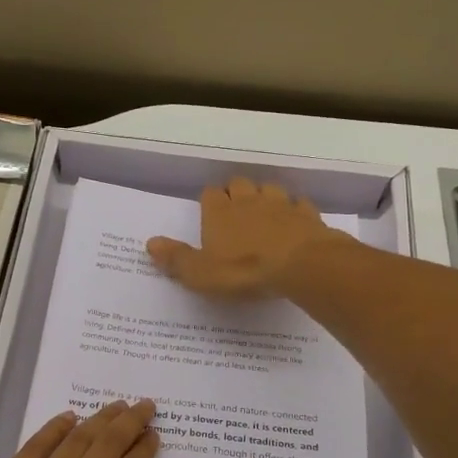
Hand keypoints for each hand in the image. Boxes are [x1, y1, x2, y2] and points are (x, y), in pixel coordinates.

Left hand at [0, 401, 161, 457]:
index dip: (145, 451)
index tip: (155, 434)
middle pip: (110, 446)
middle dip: (131, 423)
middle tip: (145, 405)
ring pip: (78, 440)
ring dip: (101, 419)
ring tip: (116, 406)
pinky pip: (38, 444)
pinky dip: (56, 427)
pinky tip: (67, 418)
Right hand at [146, 176, 352, 298]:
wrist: (302, 265)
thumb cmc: (244, 271)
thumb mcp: (201, 274)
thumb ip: (176, 259)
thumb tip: (150, 243)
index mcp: (219, 212)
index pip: (209, 194)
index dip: (209, 201)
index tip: (210, 213)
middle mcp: (248, 200)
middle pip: (238, 183)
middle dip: (236, 193)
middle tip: (235, 211)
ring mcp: (280, 204)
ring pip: (269, 188)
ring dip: (265, 196)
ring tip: (264, 213)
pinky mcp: (306, 214)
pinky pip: (298, 204)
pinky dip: (295, 211)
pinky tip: (294, 222)